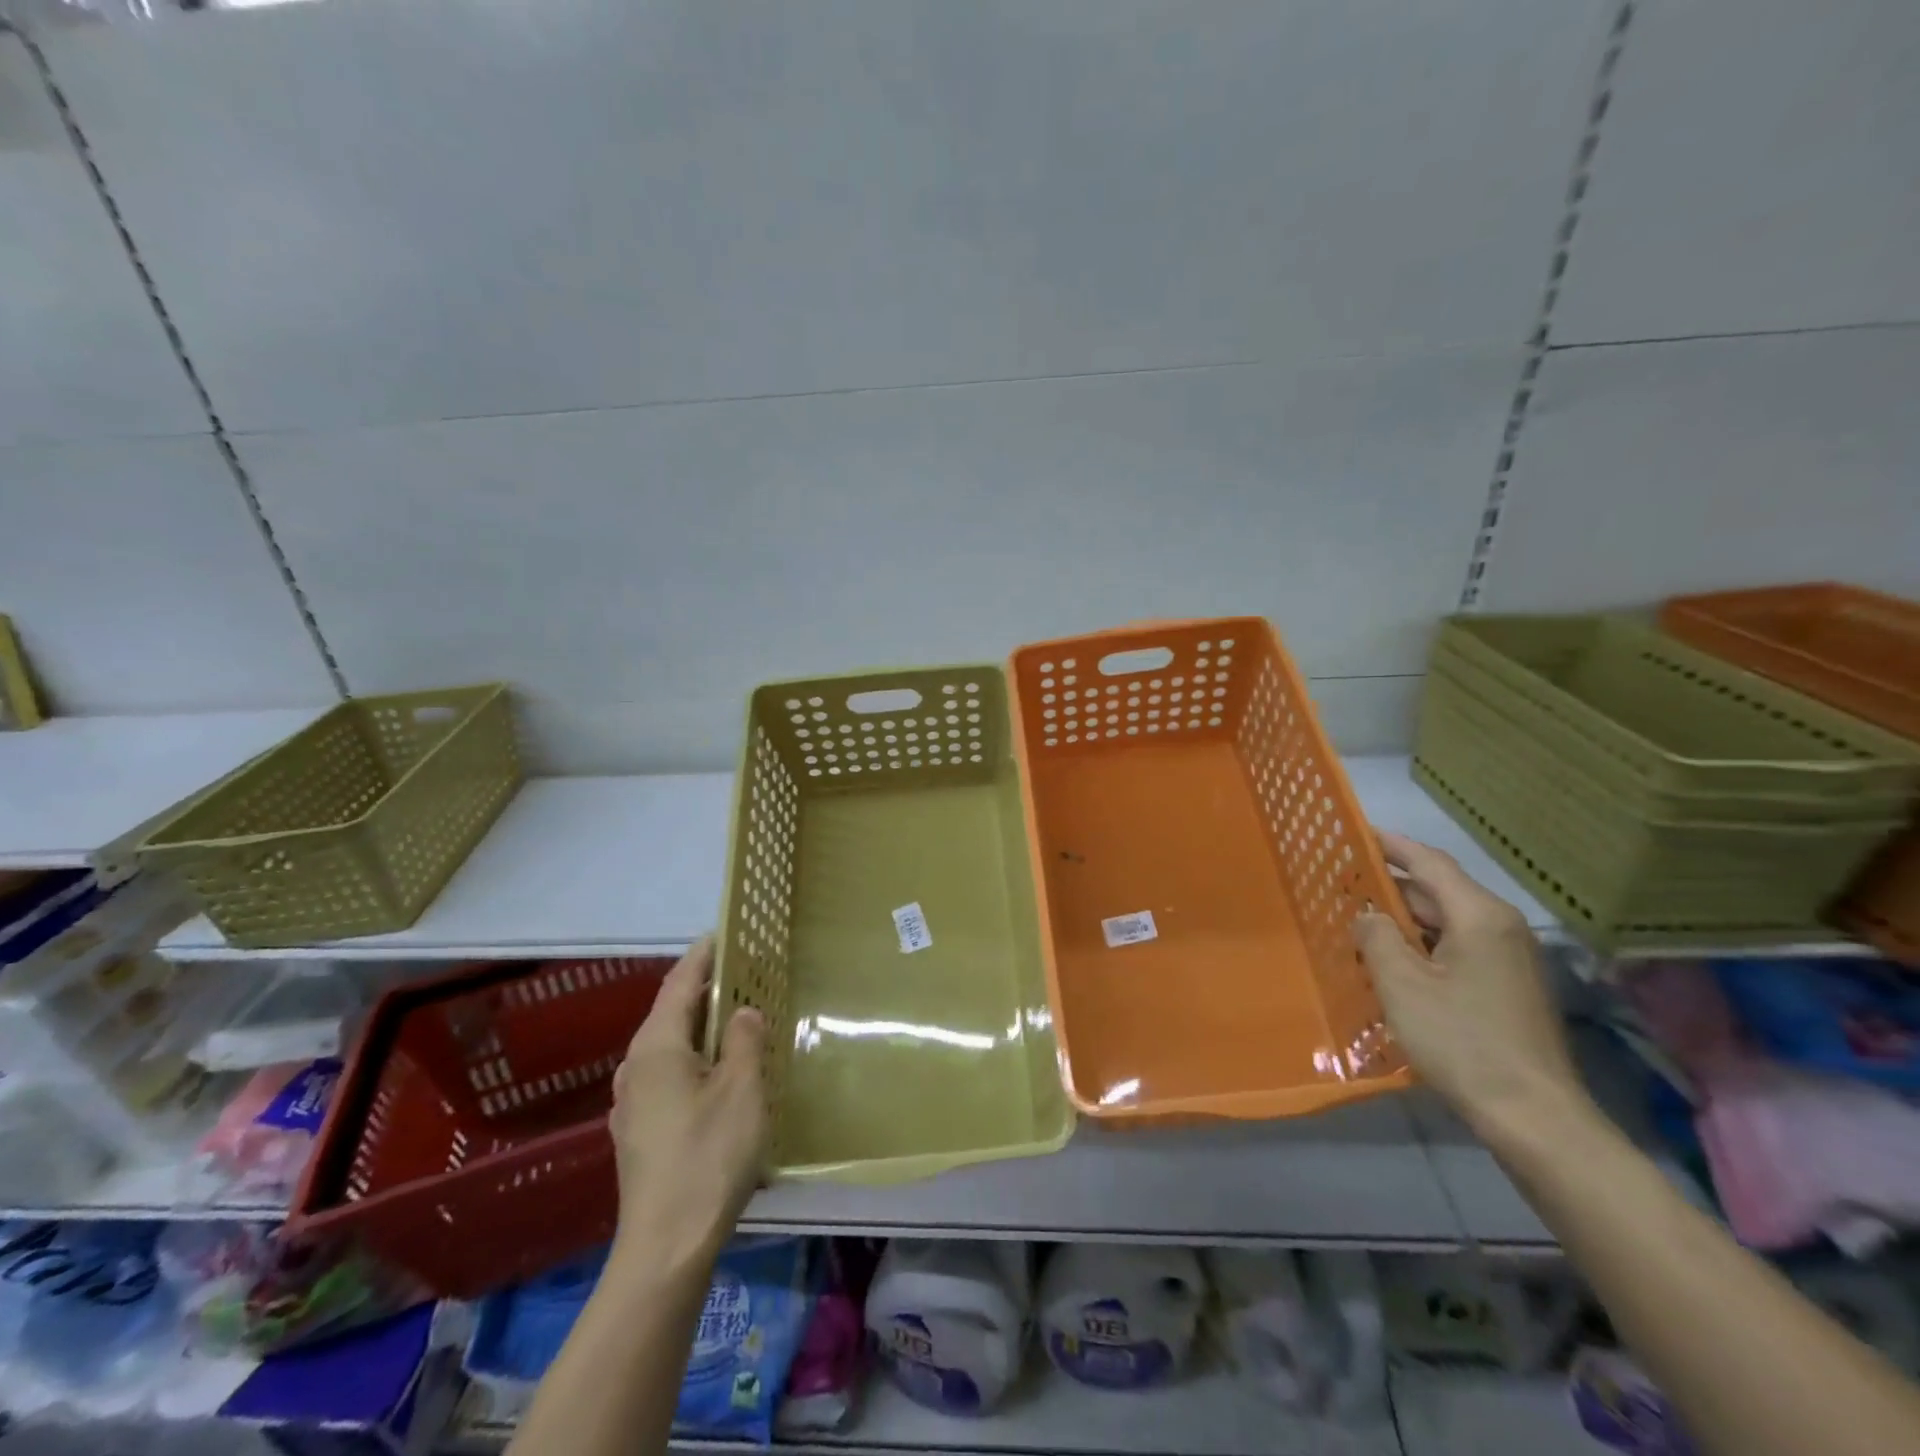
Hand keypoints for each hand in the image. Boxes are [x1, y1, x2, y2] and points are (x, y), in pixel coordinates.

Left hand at [608, 938, 767, 1271]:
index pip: (680, 983)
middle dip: (703, 989)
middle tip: (742, 972)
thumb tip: (741, 1011)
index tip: (725, 933)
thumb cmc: (708, 1156)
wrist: (666, 1247)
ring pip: (668, 1045)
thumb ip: (743, 1040)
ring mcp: (632, 1102)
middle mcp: (635, 1067)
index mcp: (656, 1047)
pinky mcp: (639, 1131)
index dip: (703, 956)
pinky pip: (667, 1073)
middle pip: (670, 1012)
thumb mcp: (742, 1089)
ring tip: (734, 1017)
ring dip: (699, 1025)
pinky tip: (717, 1071)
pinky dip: (693, 1056)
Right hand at [1354, 833, 1588, 1139]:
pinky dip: (1420, 945)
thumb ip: (1377, 936)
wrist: (1533, 1116)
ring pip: (1445, 922)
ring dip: (1402, 920)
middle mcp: (1500, 927)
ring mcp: (1508, 958)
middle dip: (1389, 886)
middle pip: (1437, 891)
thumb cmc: (1462, 1041)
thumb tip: (1368, 914)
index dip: (1389, 845)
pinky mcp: (1506, 986)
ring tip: (1356, 922)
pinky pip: (1455, 947)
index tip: (1353, 832)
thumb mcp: (1402, 985)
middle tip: (1340, 884)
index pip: (1428, 862)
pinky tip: (1390, 962)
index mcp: (1479, 916)